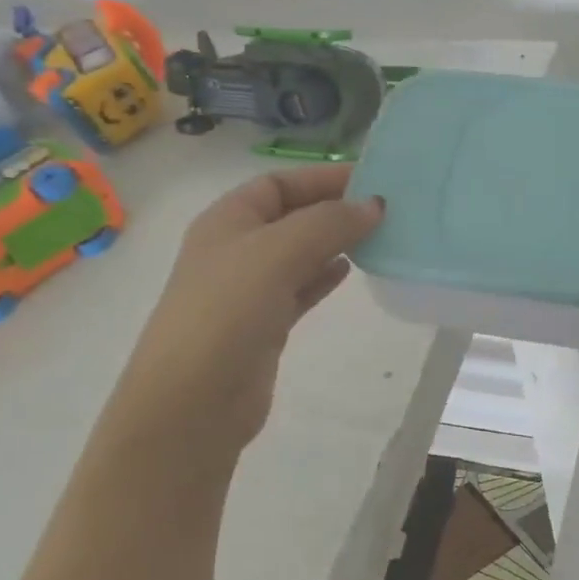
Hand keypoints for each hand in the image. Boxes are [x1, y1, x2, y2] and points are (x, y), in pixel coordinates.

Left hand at [97, 164, 383, 455]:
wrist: (193, 402)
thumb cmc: (228, 311)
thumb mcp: (278, 252)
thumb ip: (328, 223)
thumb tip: (374, 205)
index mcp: (227, 221)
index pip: (278, 183)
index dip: (322, 177)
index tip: (371, 180)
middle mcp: (235, 249)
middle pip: (291, 216)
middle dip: (333, 209)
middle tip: (385, 210)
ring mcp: (247, 290)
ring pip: (299, 253)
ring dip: (335, 242)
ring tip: (378, 237)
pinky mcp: (263, 324)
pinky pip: (300, 288)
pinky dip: (325, 276)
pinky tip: (352, 271)